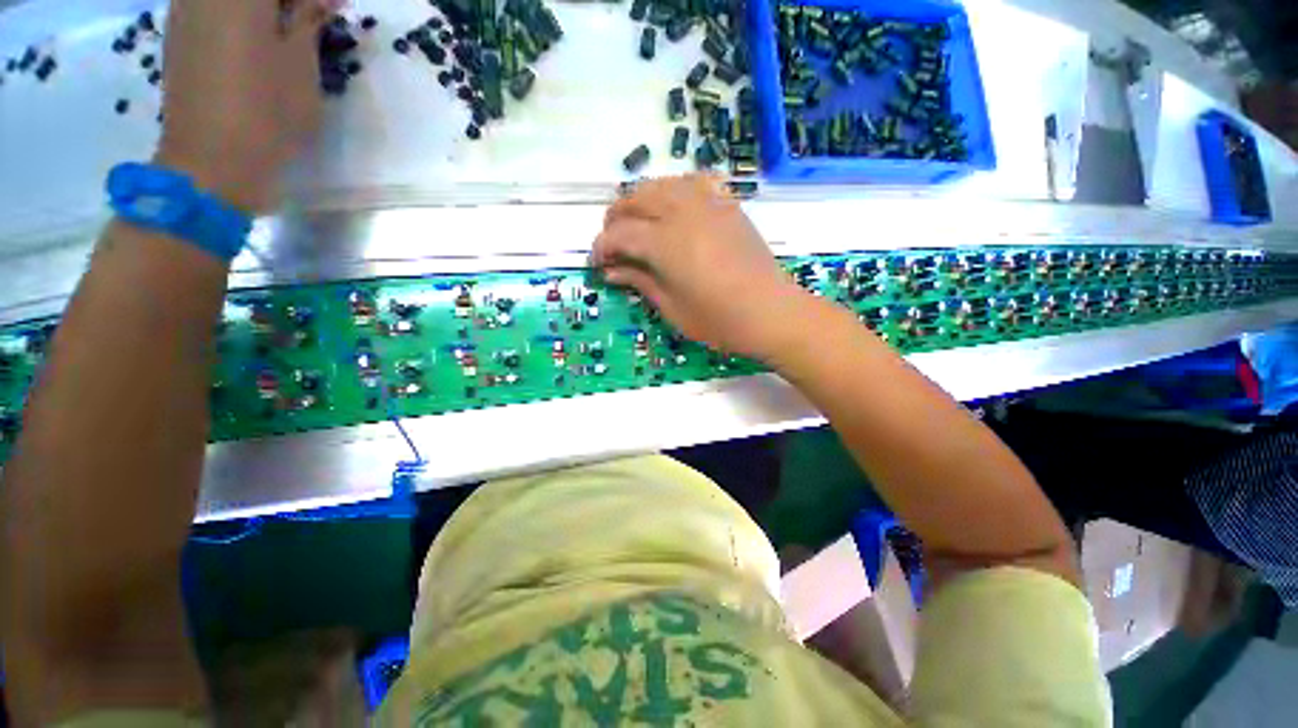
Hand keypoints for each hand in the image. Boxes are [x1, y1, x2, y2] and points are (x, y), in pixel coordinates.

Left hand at [155, 0, 337, 212]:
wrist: (211, 160)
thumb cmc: (267, 111)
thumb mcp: (301, 64)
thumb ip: (308, 19)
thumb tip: (321, 0)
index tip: (334, 8)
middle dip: (285, 4)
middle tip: (309, 19)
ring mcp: (183, 11)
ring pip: (228, 2)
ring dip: (257, 12)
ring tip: (284, 32)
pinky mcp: (177, 36)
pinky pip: (209, 9)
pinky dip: (235, 18)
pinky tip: (253, 40)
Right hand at [592, 175, 813, 360]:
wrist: (770, 312)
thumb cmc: (718, 320)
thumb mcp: (671, 307)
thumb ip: (639, 282)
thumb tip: (611, 271)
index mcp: (663, 243)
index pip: (619, 234)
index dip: (601, 248)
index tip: (596, 264)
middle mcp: (681, 212)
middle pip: (635, 199)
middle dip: (615, 219)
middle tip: (612, 243)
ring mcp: (707, 204)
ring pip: (662, 184)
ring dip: (641, 200)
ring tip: (637, 223)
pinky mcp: (727, 206)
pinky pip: (694, 182)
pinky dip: (675, 190)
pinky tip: (673, 207)